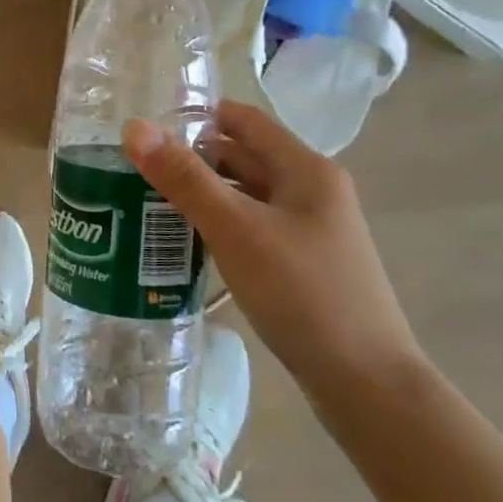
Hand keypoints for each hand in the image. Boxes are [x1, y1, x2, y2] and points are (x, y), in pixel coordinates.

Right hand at [123, 100, 420, 395]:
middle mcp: (312, 191)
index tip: (148, 126)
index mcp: (305, 169)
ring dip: (204, 193)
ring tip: (150, 202)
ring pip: (246, 195)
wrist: (367, 385)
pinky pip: (253, 228)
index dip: (197, 115)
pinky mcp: (304, 264)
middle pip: (244, 157)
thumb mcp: (236, 229)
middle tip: (137, 168)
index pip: (244, 120)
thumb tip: (135, 127)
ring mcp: (310, 230)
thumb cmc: (302, 293)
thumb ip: (184, 178)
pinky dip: (220, 225)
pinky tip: (188, 243)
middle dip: (193, 158)